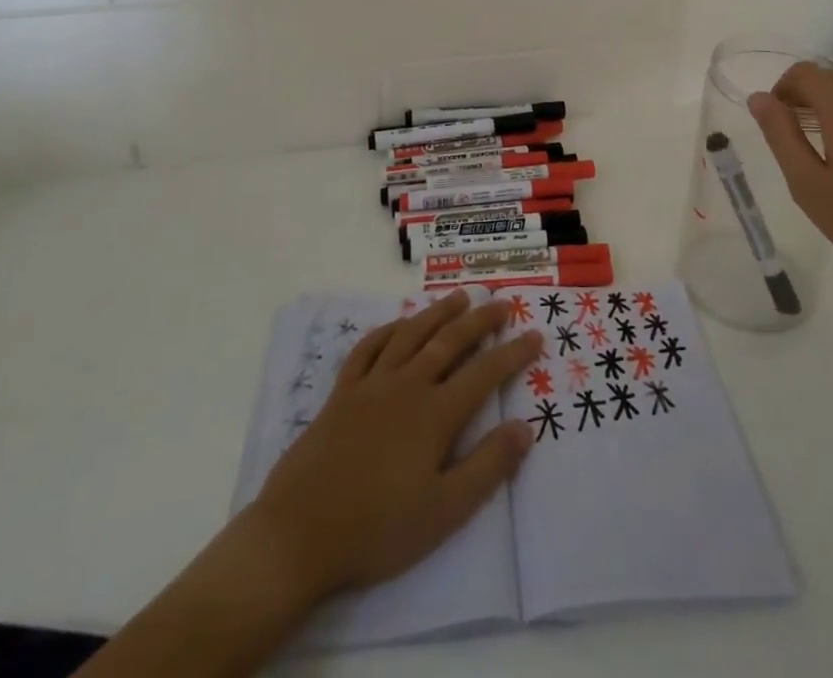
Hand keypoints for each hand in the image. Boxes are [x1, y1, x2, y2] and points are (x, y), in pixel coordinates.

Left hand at [244, 293, 543, 601]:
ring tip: (459, 297)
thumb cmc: (377, 529)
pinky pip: (368, 349)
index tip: (534, 335)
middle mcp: (407, 386)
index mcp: (435, 414)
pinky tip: (399, 324)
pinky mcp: (341, 393)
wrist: (298, 534)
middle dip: (480, 320)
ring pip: (411, 334)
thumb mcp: (443, 511)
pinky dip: (388, 330)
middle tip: (502, 303)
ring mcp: (371, 385)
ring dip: (438, 312)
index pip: (484, 374)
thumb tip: (525, 428)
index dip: (513, 353)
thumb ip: (487, 467)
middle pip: (450, 342)